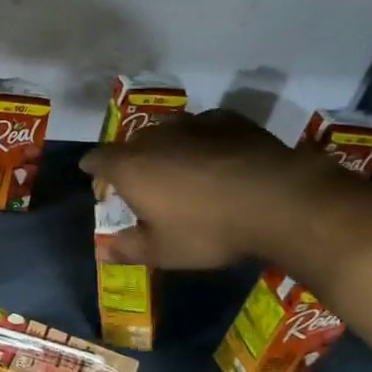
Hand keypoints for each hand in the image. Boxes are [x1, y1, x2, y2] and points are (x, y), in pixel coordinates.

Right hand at [82, 109, 333, 268]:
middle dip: (131, 160)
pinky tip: (217, 160)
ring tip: (181, 169)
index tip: (92, 174)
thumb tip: (103, 251)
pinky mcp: (228, 120)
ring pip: (168, 132)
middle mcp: (154, 137)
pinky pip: (203, 128)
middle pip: (132, 144)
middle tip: (142, 182)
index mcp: (129, 167)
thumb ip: (129, 248)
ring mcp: (192, 123)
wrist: (279, 200)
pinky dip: (202, 142)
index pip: (97, 158)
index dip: (92, 167)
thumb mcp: (164, 251)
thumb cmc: (208, 229)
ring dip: (167, 148)